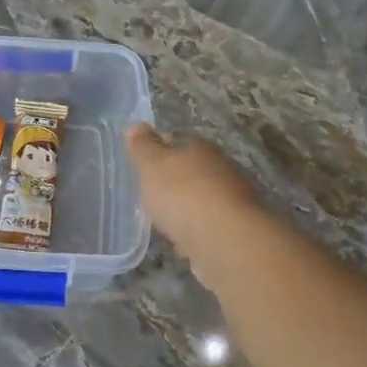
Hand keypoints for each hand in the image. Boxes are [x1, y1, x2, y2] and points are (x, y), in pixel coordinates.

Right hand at [125, 124, 266, 278]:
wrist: (224, 239)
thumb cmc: (182, 194)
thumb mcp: (153, 166)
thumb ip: (142, 147)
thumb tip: (134, 125)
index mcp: (199, 149)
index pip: (176, 141)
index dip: (158, 150)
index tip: (142, 162)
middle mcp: (219, 169)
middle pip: (190, 170)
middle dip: (172, 181)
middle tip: (149, 194)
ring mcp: (229, 200)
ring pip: (199, 198)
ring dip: (184, 207)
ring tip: (162, 220)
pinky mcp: (232, 229)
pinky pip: (206, 225)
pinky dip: (193, 231)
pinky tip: (180, 241)